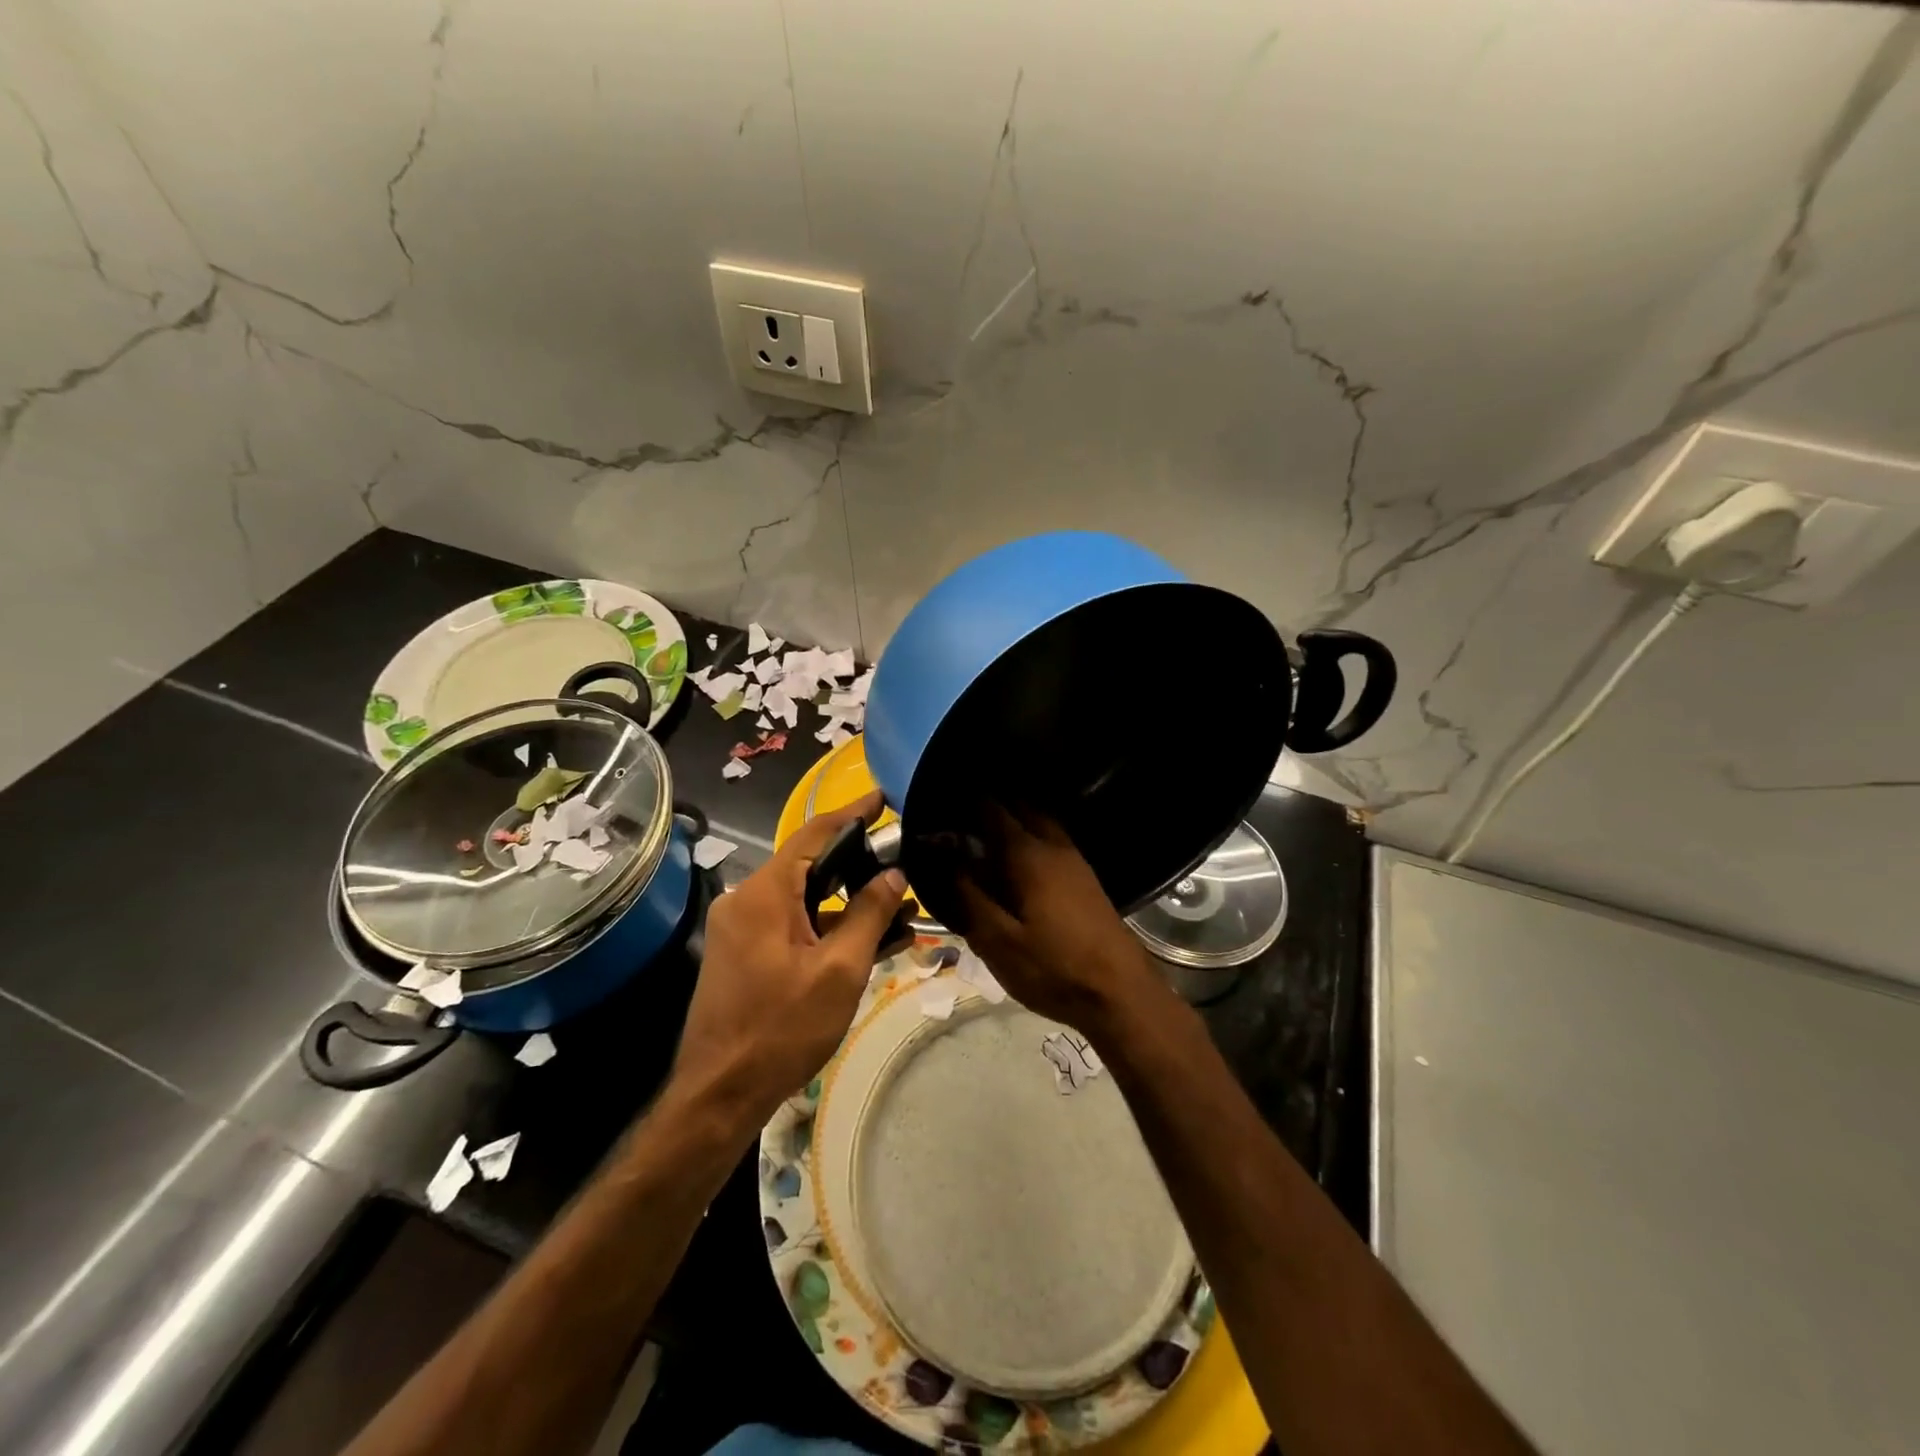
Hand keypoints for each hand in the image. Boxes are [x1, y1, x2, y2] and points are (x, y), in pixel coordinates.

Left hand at [672, 790, 906, 1129]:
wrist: (719, 1095)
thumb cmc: (782, 1029)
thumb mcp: (840, 971)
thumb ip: (870, 914)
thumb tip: (895, 873)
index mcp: (765, 893)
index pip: (814, 834)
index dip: (853, 813)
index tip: (885, 797)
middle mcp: (746, 900)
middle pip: (809, 864)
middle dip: (858, 862)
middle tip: (902, 860)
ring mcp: (741, 928)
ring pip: (803, 898)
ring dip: (847, 901)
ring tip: (898, 908)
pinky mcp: (743, 953)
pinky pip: (792, 923)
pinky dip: (827, 925)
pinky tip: (867, 939)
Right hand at [952, 807, 1162, 1029]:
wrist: (1121, 992)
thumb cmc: (1054, 968)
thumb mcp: (999, 941)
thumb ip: (968, 896)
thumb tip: (943, 858)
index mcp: (1028, 855)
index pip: (993, 810)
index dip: (966, 803)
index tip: (941, 805)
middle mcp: (1054, 845)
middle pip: (1022, 807)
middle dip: (992, 805)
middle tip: (961, 819)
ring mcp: (1075, 860)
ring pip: (1041, 821)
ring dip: (1015, 819)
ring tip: (984, 836)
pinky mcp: (1086, 877)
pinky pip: (1052, 839)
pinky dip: (1031, 836)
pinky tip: (1017, 862)